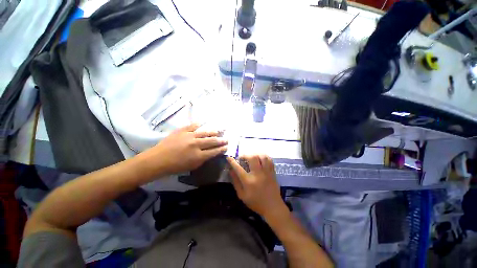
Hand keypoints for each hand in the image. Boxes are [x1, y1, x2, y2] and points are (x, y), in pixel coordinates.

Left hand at [145, 124, 227, 175]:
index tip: (226, 147)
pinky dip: (200, 124)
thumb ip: (203, 159)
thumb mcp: (192, 166)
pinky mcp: (182, 130)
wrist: (158, 159)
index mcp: (198, 156)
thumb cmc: (175, 166)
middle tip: (226, 139)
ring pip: (205, 132)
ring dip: (214, 132)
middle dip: (221, 140)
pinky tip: (204, 123)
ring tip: (219, 131)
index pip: (214, 151)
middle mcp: (196, 144)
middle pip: (212, 141)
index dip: (221, 149)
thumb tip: (210, 153)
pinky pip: (193, 126)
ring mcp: (189, 136)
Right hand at [227, 155, 284, 218]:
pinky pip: (269, 160)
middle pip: (252, 158)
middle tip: (242, 158)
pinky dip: (264, 156)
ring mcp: (266, 172)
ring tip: (251, 157)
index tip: (229, 157)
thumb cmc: (256, 202)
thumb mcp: (242, 195)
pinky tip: (260, 158)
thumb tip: (230, 170)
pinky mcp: (272, 172)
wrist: (273, 207)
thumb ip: (235, 182)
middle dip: (245, 155)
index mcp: (248, 181)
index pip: (238, 168)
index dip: (232, 161)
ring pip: (262, 156)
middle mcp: (258, 174)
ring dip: (255, 154)